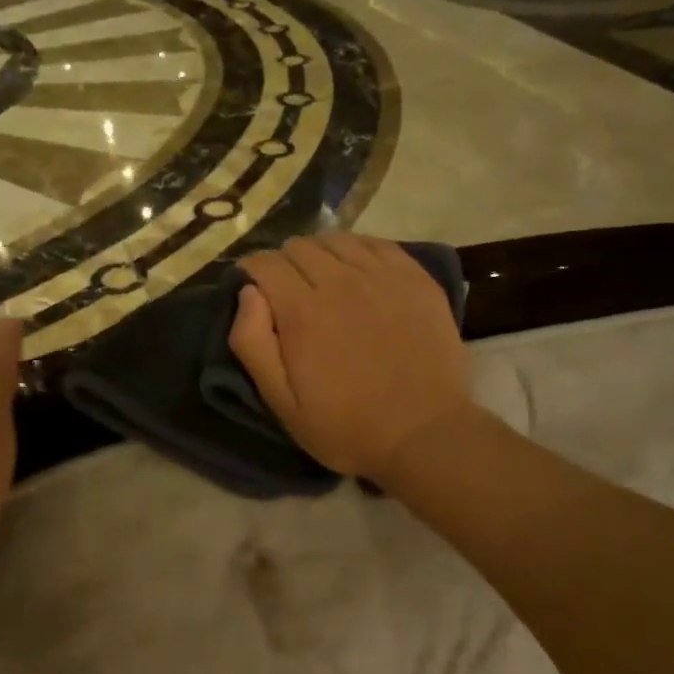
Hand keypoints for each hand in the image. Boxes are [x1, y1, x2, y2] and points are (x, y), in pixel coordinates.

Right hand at [229, 235, 474, 479]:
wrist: (426, 434)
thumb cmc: (348, 426)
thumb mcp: (283, 404)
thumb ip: (253, 343)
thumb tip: (248, 292)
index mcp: (302, 311)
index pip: (265, 263)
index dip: (252, 272)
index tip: (254, 289)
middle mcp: (340, 281)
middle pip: (299, 246)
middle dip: (284, 264)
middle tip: (289, 292)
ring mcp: (382, 276)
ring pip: (337, 239)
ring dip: (320, 253)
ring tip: (324, 279)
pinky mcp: (416, 278)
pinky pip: (377, 244)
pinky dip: (358, 250)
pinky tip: (359, 272)